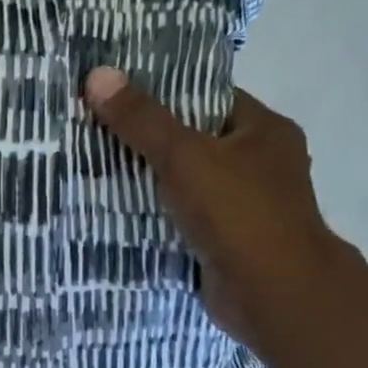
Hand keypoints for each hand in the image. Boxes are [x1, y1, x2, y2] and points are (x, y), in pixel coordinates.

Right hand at [83, 66, 358, 348]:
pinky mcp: (226, 240)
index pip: (208, 98)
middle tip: (95, 132)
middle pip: (194, 140)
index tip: (117, 95)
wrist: (272, 293)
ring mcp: (244, 205)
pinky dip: (157, 215)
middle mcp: (260, 163)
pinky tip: (118, 212)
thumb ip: (142, 120)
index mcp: (263, 131)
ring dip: (150, 181)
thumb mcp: (184, 156)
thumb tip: (97, 74)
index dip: (164, 94)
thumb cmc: (238, 213)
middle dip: (148, 140)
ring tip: (95, 169)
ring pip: (187, 182)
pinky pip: (184, 217)